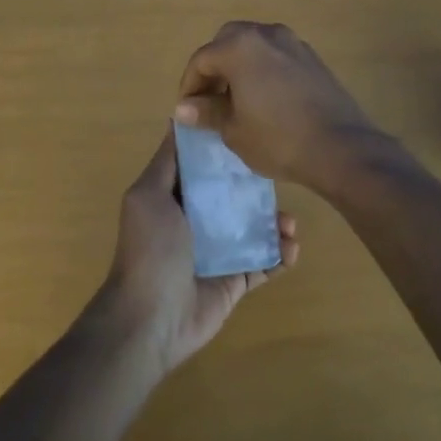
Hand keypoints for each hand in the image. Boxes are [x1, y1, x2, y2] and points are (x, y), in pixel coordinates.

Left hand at [98, 130, 298, 372]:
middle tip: (283, 182)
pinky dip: (281, 256)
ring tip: (291, 224)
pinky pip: (264, 263)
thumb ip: (166, 161)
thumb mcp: (148, 195)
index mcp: (176, 198)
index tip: (254, 132)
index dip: (227, 151)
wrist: (150, 319)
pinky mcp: (235, 281)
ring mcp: (219, 253)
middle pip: (237, 196)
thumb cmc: (150, 249)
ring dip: (276, 223)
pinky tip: (292, 249)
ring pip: (255, 229)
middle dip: (261, 188)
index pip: (206, 167)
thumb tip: (177, 120)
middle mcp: (198, 221)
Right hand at [174, 21, 385, 190]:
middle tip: (211, 99)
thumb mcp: (234, 130)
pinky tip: (267, 99)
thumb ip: (208, 111)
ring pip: (255, 45)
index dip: (190, 85)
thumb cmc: (278, 139)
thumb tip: (185, 107)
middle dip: (215, 67)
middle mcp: (266, 34)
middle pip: (228, 41)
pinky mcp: (313, 58)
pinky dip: (264, 69)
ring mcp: (294, 43)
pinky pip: (277, 55)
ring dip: (240, 65)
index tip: (189, 110)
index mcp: (240, 47)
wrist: (340, 147)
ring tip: (238, 100)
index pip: (202, 59)